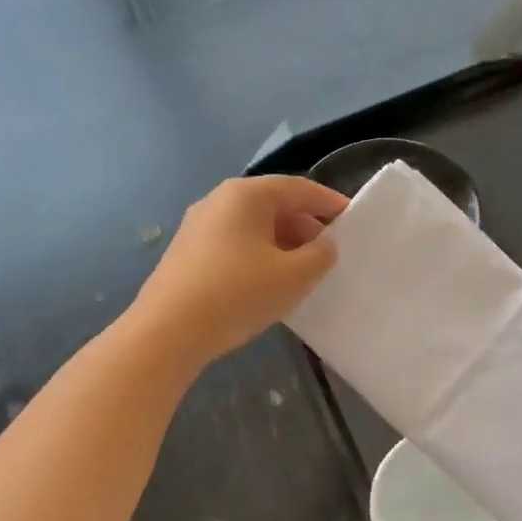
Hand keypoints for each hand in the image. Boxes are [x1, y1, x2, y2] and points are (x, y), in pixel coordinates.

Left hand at [128, 177, 348, 368]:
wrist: (167, 332)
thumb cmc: (238, 293)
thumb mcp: (294, 276)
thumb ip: (321, 255)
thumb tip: (324, 245)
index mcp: (246, 195)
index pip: (299, 188)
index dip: (330, 203)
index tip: (353, 220)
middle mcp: (219, 200)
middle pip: (275, 205)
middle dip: (306, 227)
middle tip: (329, 254)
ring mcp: (199, 226)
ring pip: (254, 227)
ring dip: (284, 244)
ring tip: (303, 273)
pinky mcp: (188, 253)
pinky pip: (235, 244)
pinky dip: (260, 256)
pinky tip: (268, 284)